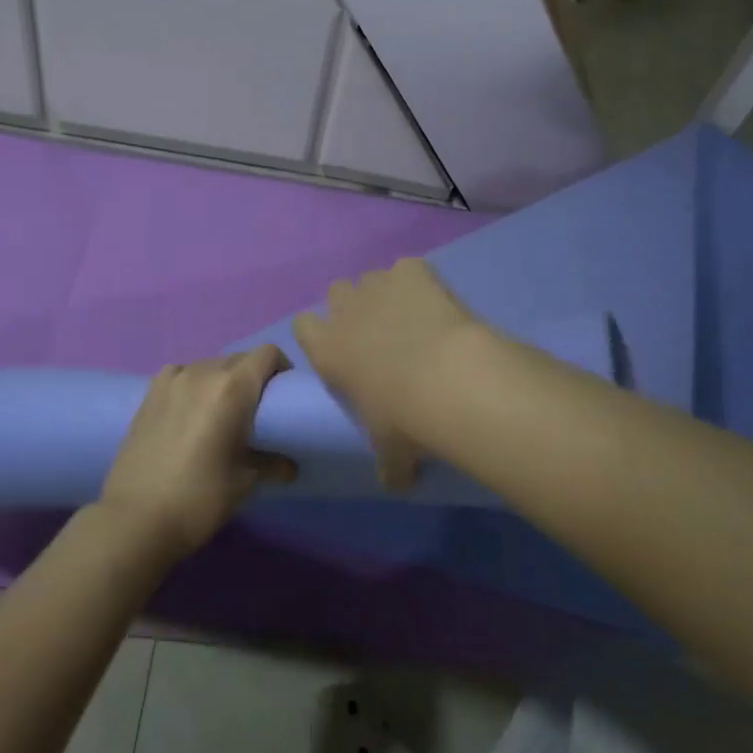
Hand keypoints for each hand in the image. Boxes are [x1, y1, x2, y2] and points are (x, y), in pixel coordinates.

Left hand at [97, 346, 295, 559]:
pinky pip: (181, 374)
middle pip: (239, 358)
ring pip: (209, 365)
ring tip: (221, 412)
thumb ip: (273, 465)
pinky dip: (193, 384)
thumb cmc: (200, 498)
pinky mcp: (149, 392)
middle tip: (256, 410)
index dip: (282, 367)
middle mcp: (203, 372)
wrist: (136, 518)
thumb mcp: (245, 483)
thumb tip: (290, 466)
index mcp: (233, 388)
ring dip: (222, 380)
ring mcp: (172, 380)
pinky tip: (190, 411)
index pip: (267, 354)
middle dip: (253, 377)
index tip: (284, 394)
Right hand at [292, 259, 481, 491]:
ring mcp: (379, 286)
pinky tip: (436, 302)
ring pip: (371, 278)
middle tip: (379, 334)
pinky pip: (409, 268)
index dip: (319, 334)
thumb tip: (396, 483)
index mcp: (327, 349)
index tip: (340, 350)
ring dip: (385, 293)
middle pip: (336, 292)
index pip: (302, 326)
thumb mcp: (391, 452)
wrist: (450, 381)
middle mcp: (345, 311)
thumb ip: (387, 465)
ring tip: (412, 318)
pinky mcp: (414, 271)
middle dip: (353, 307)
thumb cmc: (406, 420)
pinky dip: (419, 281)